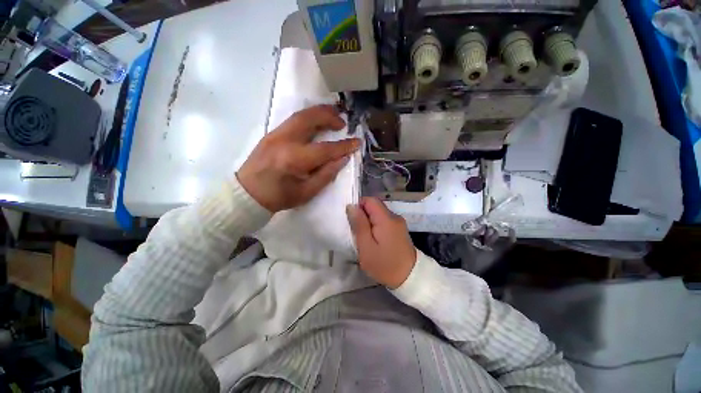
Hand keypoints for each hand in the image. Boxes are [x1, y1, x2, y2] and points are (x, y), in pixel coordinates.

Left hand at [237, 105, 360, 212]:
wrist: (247, 194)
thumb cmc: (279, 197)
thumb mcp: (307, 192)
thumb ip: (327, 174)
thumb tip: (342, 158)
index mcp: (294, 159)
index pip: (325, 149)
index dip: (344, 146)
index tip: (357, 142)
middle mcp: (284, 141)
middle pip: (310, 119)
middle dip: (329, 116)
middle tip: (342, 122)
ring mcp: (275, 134)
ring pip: (300, 115)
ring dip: (319, 112)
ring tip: (332, 116)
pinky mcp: (271, 133)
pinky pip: (293, 120)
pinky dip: (308, 117)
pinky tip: (315, 122)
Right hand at [347, 197, 416, 288]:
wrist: (410, 278)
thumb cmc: (385, 265)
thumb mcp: (366, 247)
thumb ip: (359, 225)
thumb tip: (351, 206)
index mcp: (386, 219)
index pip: (369, 200)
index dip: (358, 206)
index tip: (352, 220)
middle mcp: (394, 216)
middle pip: (374, 205)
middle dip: (363, 215)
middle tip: (357, 231)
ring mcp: (398, 222)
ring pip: (378, 213)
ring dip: (369, 221)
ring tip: (364, 237)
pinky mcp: (399, 228)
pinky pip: (384, 220)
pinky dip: (376, 225)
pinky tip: (374, 239)